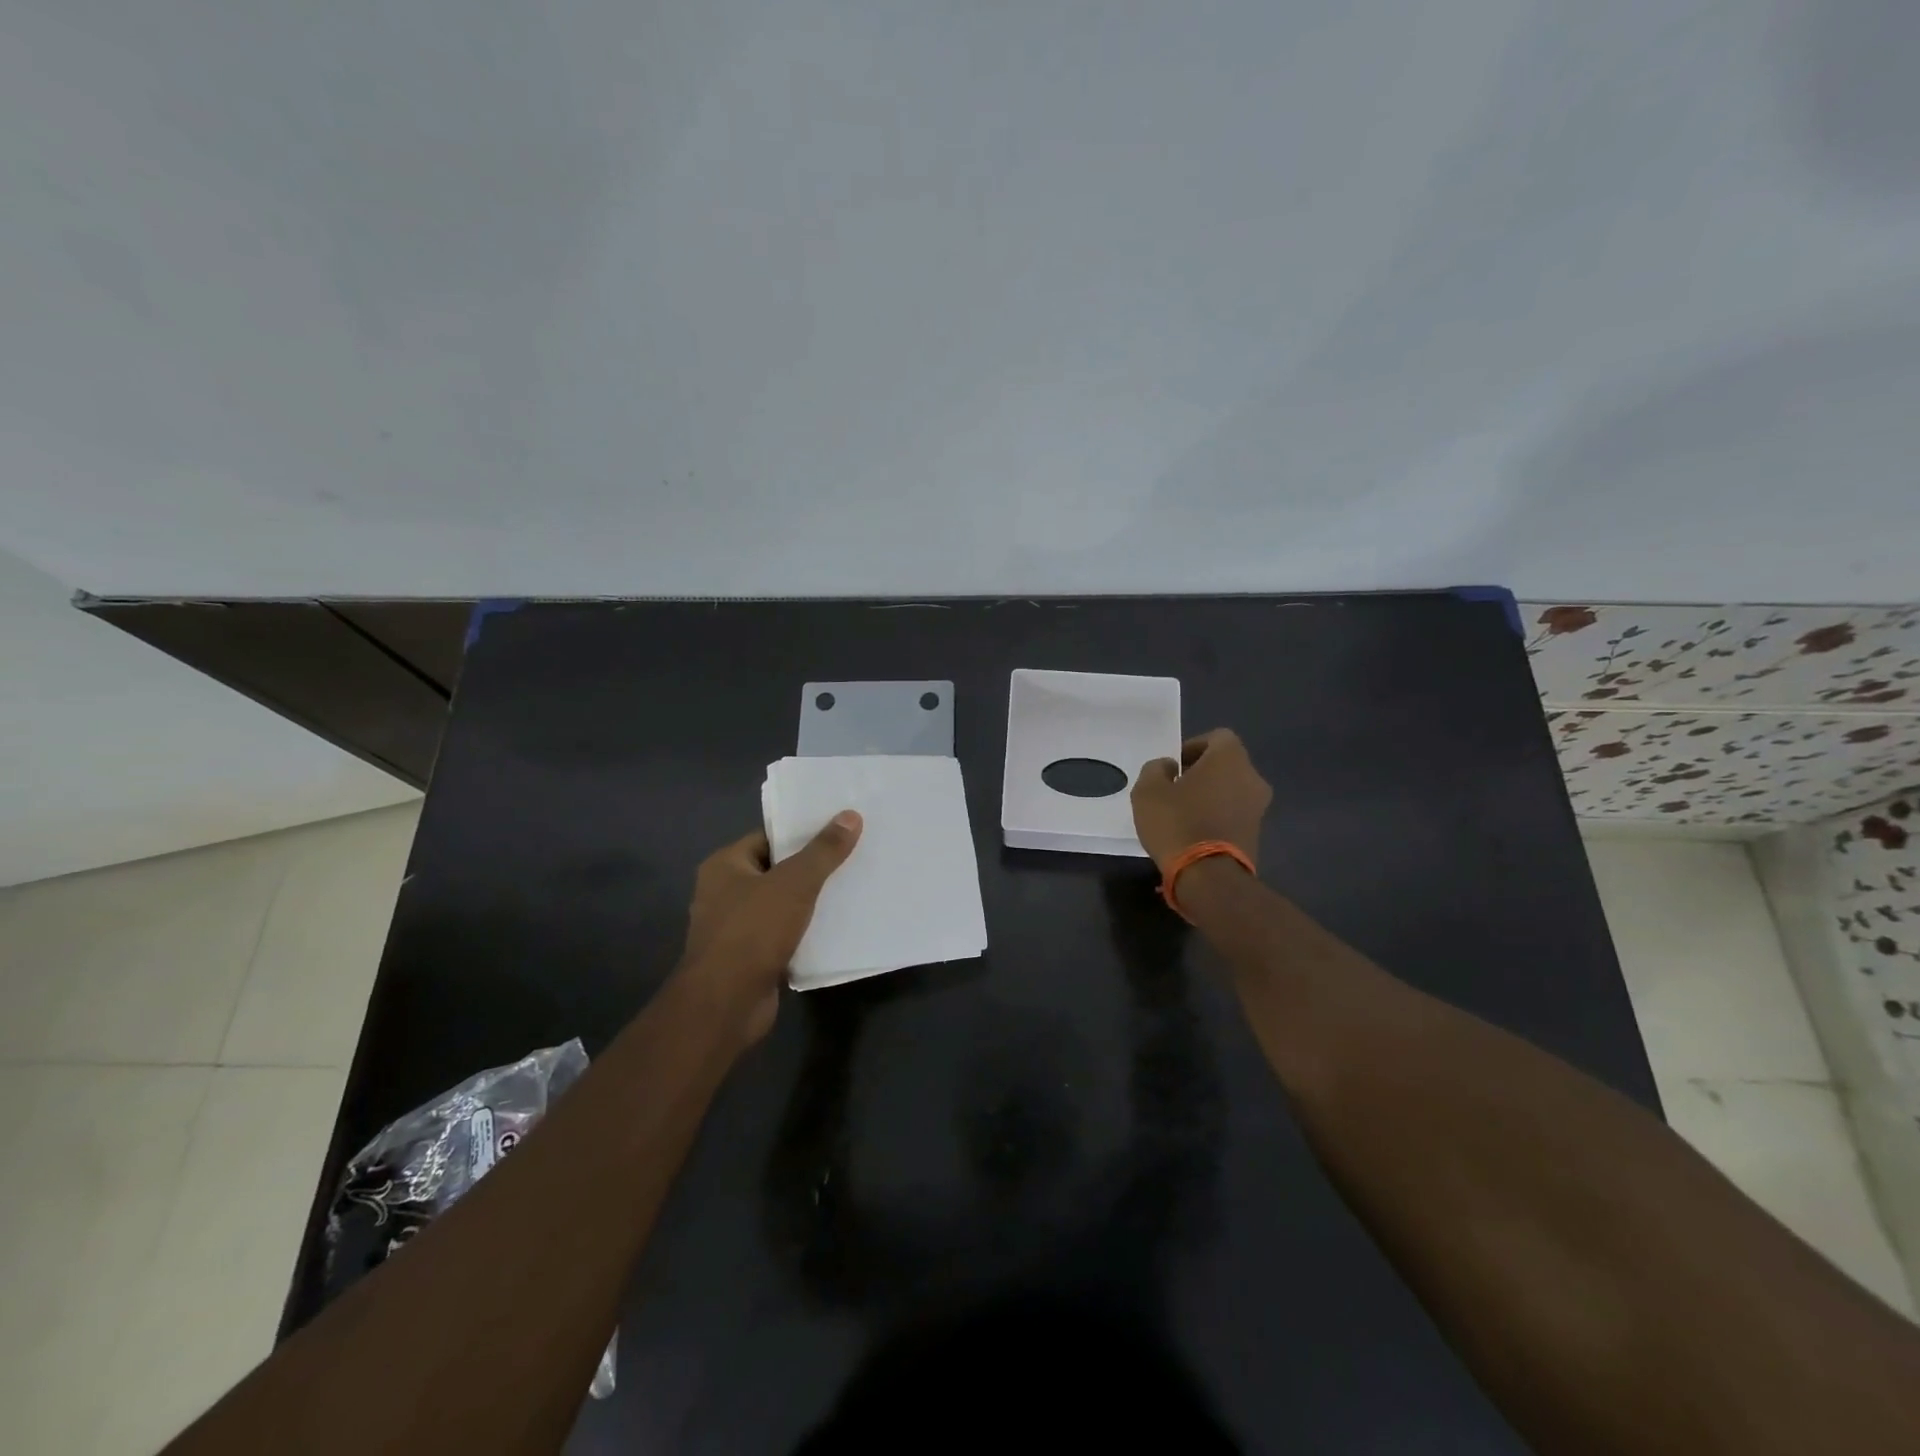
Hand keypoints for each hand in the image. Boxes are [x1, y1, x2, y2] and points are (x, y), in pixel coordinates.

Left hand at [678, 812, 862, 1045]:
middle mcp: (724, 892)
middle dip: (812, 867)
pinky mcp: (750, 958)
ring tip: (852, 888)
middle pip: (777, 870)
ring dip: (811, 901)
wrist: (726, 1004)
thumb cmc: (753, 931)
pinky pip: (783, 934)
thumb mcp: (795, 883)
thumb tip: (850, 815)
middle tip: (853, 856)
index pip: (768, 837)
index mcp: (725, 866)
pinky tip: (838, 927)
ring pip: (782, 904)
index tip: (838, 829)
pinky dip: (806, 931)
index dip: (802, 832)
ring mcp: (735, 928)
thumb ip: (823, 851)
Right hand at [1131, 728, 1271, 872]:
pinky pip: (1234, 814)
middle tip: (1175, 789)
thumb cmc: (1177, 823)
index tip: (1174, 766)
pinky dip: (1218, 817)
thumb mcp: (1147, 790)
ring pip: (1232, 790)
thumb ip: (1156, 769)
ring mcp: (1259, 808)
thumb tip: (1170, 768)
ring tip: (1183, 814)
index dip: (1193, 747)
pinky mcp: (1257, 834)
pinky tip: (1195, 833)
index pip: (1218, 737)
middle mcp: (1252, 778)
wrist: (1209, 877)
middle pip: (1227, 765)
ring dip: (1211, 796)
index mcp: (1230, 759)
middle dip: (1202, 773)